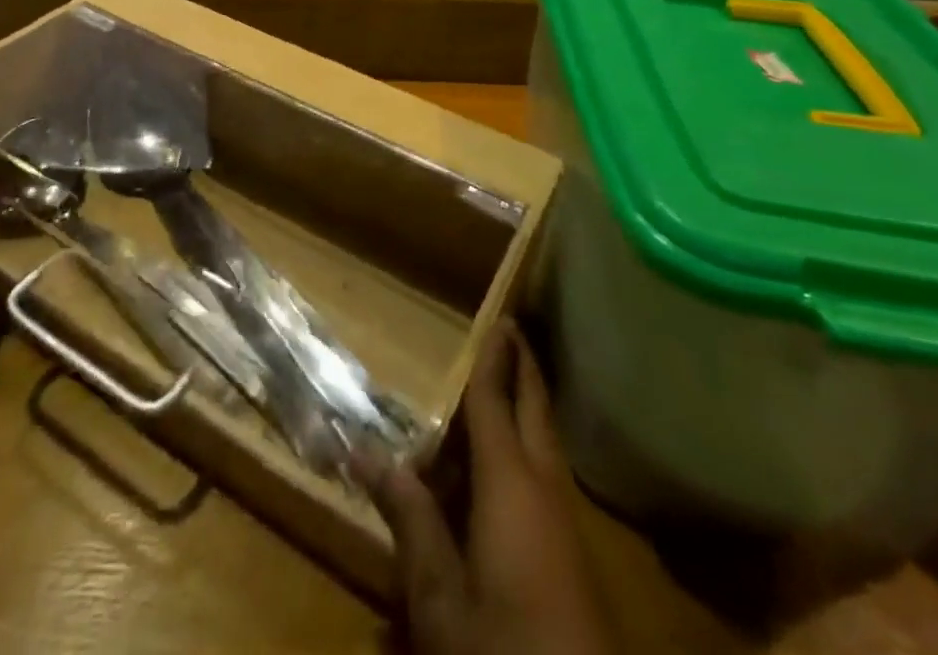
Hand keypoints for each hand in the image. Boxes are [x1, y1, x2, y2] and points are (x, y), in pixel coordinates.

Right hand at [365, 323, 613, 654]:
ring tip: (491, 395)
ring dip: (521, 413)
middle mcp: (545, 488)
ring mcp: (565, 525)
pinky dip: (520, 455)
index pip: (495, 402)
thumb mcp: (438, 593)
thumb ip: (408, 517)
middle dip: (523, 369)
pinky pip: (543, 480)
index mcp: (510, 484)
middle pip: (534, 412)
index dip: (494, 359)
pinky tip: (493, 476)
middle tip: (510, 332)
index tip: (500, 316)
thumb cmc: (502, 649)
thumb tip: (365, 451)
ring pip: (542, 446)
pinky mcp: (573, 557)